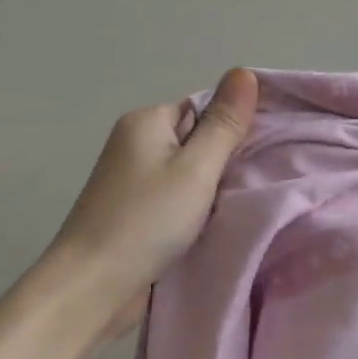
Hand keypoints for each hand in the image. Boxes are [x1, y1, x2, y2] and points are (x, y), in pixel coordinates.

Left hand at [48, 68, 258, 337]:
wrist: (93, 287)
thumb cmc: (147, 220)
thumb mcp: (197, 168)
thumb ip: (224, 124)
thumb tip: (244, 71)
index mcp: (146, 122)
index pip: (204, 109)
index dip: (234, 129)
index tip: (264, 153)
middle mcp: (136, 144)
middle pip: (197, 141)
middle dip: (226, 162)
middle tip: (259, 182)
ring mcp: (133, 180)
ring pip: (190, 174)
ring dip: (213, 190)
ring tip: (243, 205)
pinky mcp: (136, 212)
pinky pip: (178, 200)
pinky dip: (197, 211)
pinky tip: (217, 224)